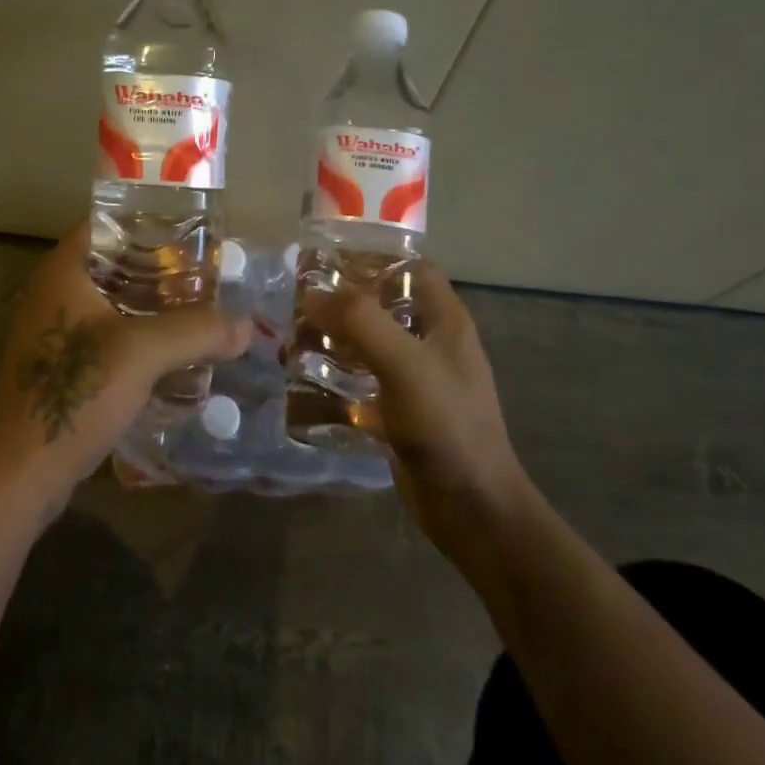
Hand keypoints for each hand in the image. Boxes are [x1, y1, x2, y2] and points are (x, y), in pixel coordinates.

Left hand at [0, 222, 250, 520]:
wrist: (22, 472)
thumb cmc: (75, 393)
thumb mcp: (142, 353)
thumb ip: (196, 331)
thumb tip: (246, 325)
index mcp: (63, 271)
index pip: (105, 222)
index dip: (145, 219)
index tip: (189, 226)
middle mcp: (55, 292)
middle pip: (114, 262)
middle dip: (159, 266)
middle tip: (207, 270)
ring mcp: (56, 331)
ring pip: (113, 302)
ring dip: (152, 305)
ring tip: (200, 307)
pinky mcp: (63, 366)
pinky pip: (109, 335)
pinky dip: (140, 335)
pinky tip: (175, 351)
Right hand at [301, 266, 535, 582]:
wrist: (471, 508)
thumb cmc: (446, 425)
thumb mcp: (404, 364)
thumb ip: (360, 321)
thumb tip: (312, 293)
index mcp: (445, 320)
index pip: (411, 267)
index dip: (373, 257)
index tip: (327, 259)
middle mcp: (432, 341)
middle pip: (384, 303)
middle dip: (342, 299)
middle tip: (298, 300)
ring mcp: (416, 377)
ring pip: (369, 341)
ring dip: (334, 336)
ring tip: (293, 337)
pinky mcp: (400, 409)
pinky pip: (363, 378)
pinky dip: (335, 373)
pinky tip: (305, 378)